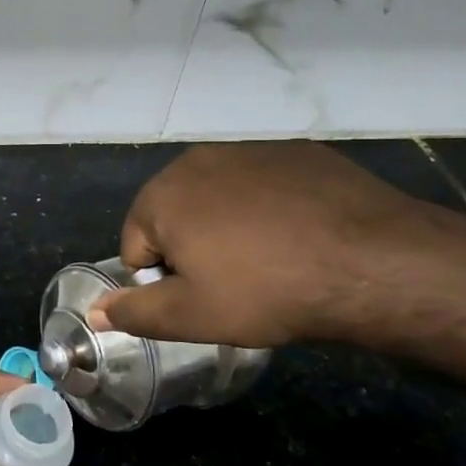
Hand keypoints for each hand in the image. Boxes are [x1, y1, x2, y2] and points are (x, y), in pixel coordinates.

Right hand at [89, 142, 438, 349]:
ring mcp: (248, 149)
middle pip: (174, 215)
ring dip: (228, 226)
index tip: (204, 299)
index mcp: (161, 195)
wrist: (370, 261)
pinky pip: (262, 184)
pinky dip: (268, 208)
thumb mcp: (192, 316)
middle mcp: (196, 160)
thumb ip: (134, 312)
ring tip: (269, 260)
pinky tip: (299, 235)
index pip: (136, 246)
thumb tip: (95, 310)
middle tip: (234, 283)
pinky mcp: (293, 151)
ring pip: (218, 197)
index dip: (164, 281)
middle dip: (192, 248)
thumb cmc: (266, 290)